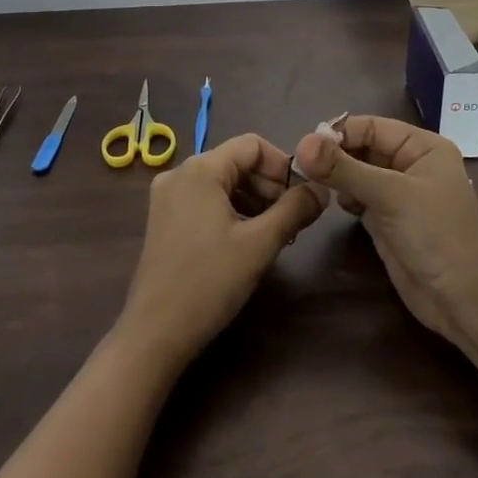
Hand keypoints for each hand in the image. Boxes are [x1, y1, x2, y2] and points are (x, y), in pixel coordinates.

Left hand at [116, 134, 326, 370]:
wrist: (155, 332)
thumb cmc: (210, 282)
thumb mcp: (260, 244)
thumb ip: (294, 210)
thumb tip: (321, 189)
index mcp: (200, 169)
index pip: (252, 145)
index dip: (283, 165)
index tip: (303, 196)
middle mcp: (179, 173)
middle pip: (236, 162)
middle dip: (269, 186)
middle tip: (293, 219)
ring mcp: (167, 196)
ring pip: (222, 182)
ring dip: (253, 200)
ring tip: (275, 233)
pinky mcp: (163, 219)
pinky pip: (206, 199)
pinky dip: (231, 211)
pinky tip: (247, 240)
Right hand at [293, 115, 477, 354]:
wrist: (461, 300)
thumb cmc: (435, 235)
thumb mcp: (390, 195)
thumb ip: (344, 169)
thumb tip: (302, 144)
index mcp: (423, 147)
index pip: (372, 126)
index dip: (339, 133)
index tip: (305, 147)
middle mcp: (411, 164)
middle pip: (363, 147)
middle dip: (335, 154)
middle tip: (304, 166)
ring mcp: (400, 193)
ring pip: (359, 172)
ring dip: (337, 175)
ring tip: (315, 183)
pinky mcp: (388, 219)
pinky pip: (359, 196)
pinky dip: (345, 196)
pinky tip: (337, 204)